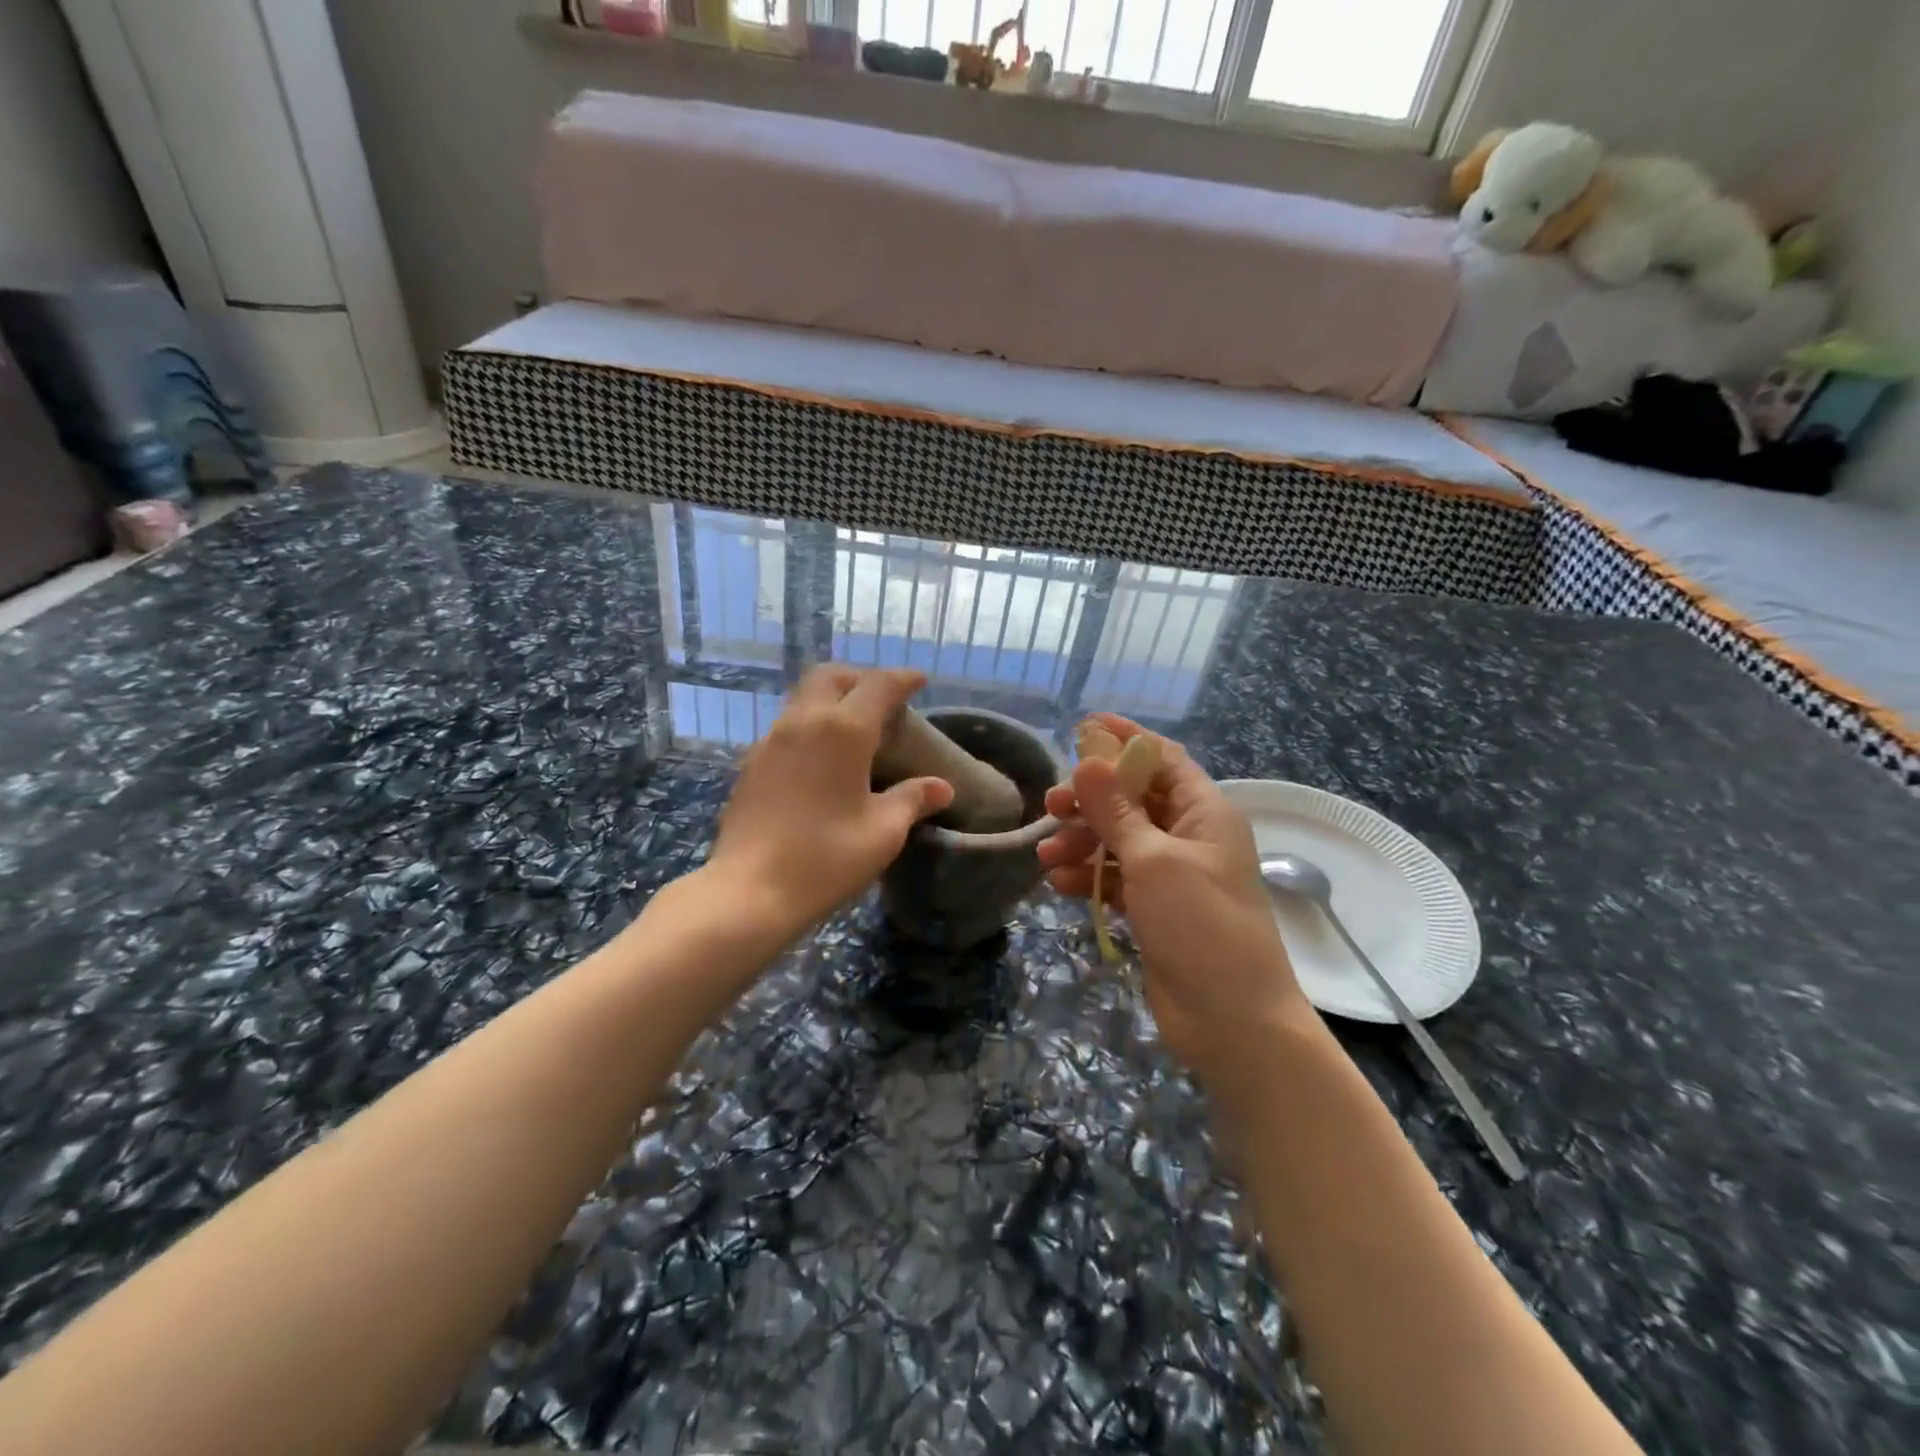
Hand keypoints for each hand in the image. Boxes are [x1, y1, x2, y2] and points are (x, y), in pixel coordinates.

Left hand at [706, 666, 954, 936]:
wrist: (750, 891)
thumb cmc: (826, 858)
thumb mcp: (883, 832)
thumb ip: (912, 800)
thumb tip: (941, 787)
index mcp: (843, 730)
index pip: (878, 685)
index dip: (902, 678)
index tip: (919, 680)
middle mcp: (804, 721)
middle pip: (831, 676)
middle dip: (860, 677)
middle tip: (882, 699)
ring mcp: (771, 740)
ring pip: (804, 697)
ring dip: (832, 698)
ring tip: (854, 728)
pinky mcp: (751, 762)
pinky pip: (787, 725)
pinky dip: (811, 723)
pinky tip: (821, 758)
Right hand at [1038, 714, 1311, 1082]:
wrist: (1231, 1020)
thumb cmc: (1200, 926)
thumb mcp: (1154, 860)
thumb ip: (1118, 811)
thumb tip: (1090, 760)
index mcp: (1204, 813)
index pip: (1163, 759)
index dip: (1125, 740)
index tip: (1082, 728)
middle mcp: (1189, 836)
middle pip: (1133, 799)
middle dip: (1092, 800)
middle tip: (1052, 805)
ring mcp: (1171, 875)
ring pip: (1118, 840)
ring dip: (1082, 842)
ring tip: (1047, 855)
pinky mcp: (1155, 909)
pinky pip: (1116, 878)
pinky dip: (1090, 877)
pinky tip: (1061, 884)